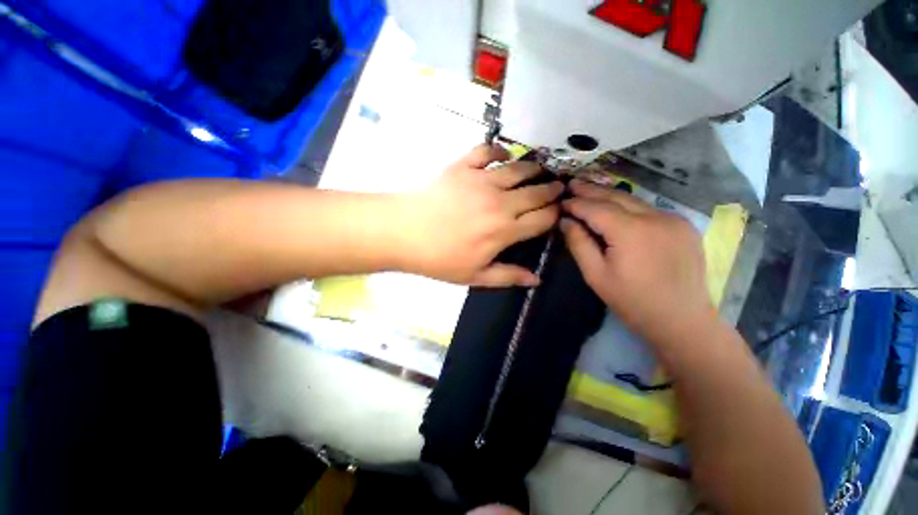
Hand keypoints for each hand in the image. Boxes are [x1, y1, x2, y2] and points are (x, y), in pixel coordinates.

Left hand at [396, 144, 562, 286]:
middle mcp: (500, 202)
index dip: (555, 214)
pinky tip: (503, 154)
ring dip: (534, 168)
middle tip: (558, 187)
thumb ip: (508, 276)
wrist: (403, 233)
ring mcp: (481, 180)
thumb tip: (536, 280)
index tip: (559, 211)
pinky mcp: (463, 166)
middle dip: (552, 190)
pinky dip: (498, 149)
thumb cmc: (439, 259)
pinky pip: (487, 150)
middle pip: (536, 192)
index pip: (542, 218)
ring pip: (518, 169)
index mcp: (504, 230)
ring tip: (540, 169)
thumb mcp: (474, 276)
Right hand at [561, 179, 715, 345]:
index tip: (561, 201)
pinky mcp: (684, 226)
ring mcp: (673, 219)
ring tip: (589, 190)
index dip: (576, 203)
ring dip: (609, 196)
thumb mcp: (596, 275)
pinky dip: (629, 206)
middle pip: (616, 197)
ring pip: (634, 201)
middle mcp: (655, 217)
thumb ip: (579, 244)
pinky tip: (617, 208)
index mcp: (630, 231)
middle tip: (572, 183)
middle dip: (591, 190)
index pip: (596, 208)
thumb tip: (565, 221)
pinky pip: (649, 210)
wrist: (682, 320)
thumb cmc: (632, 301)